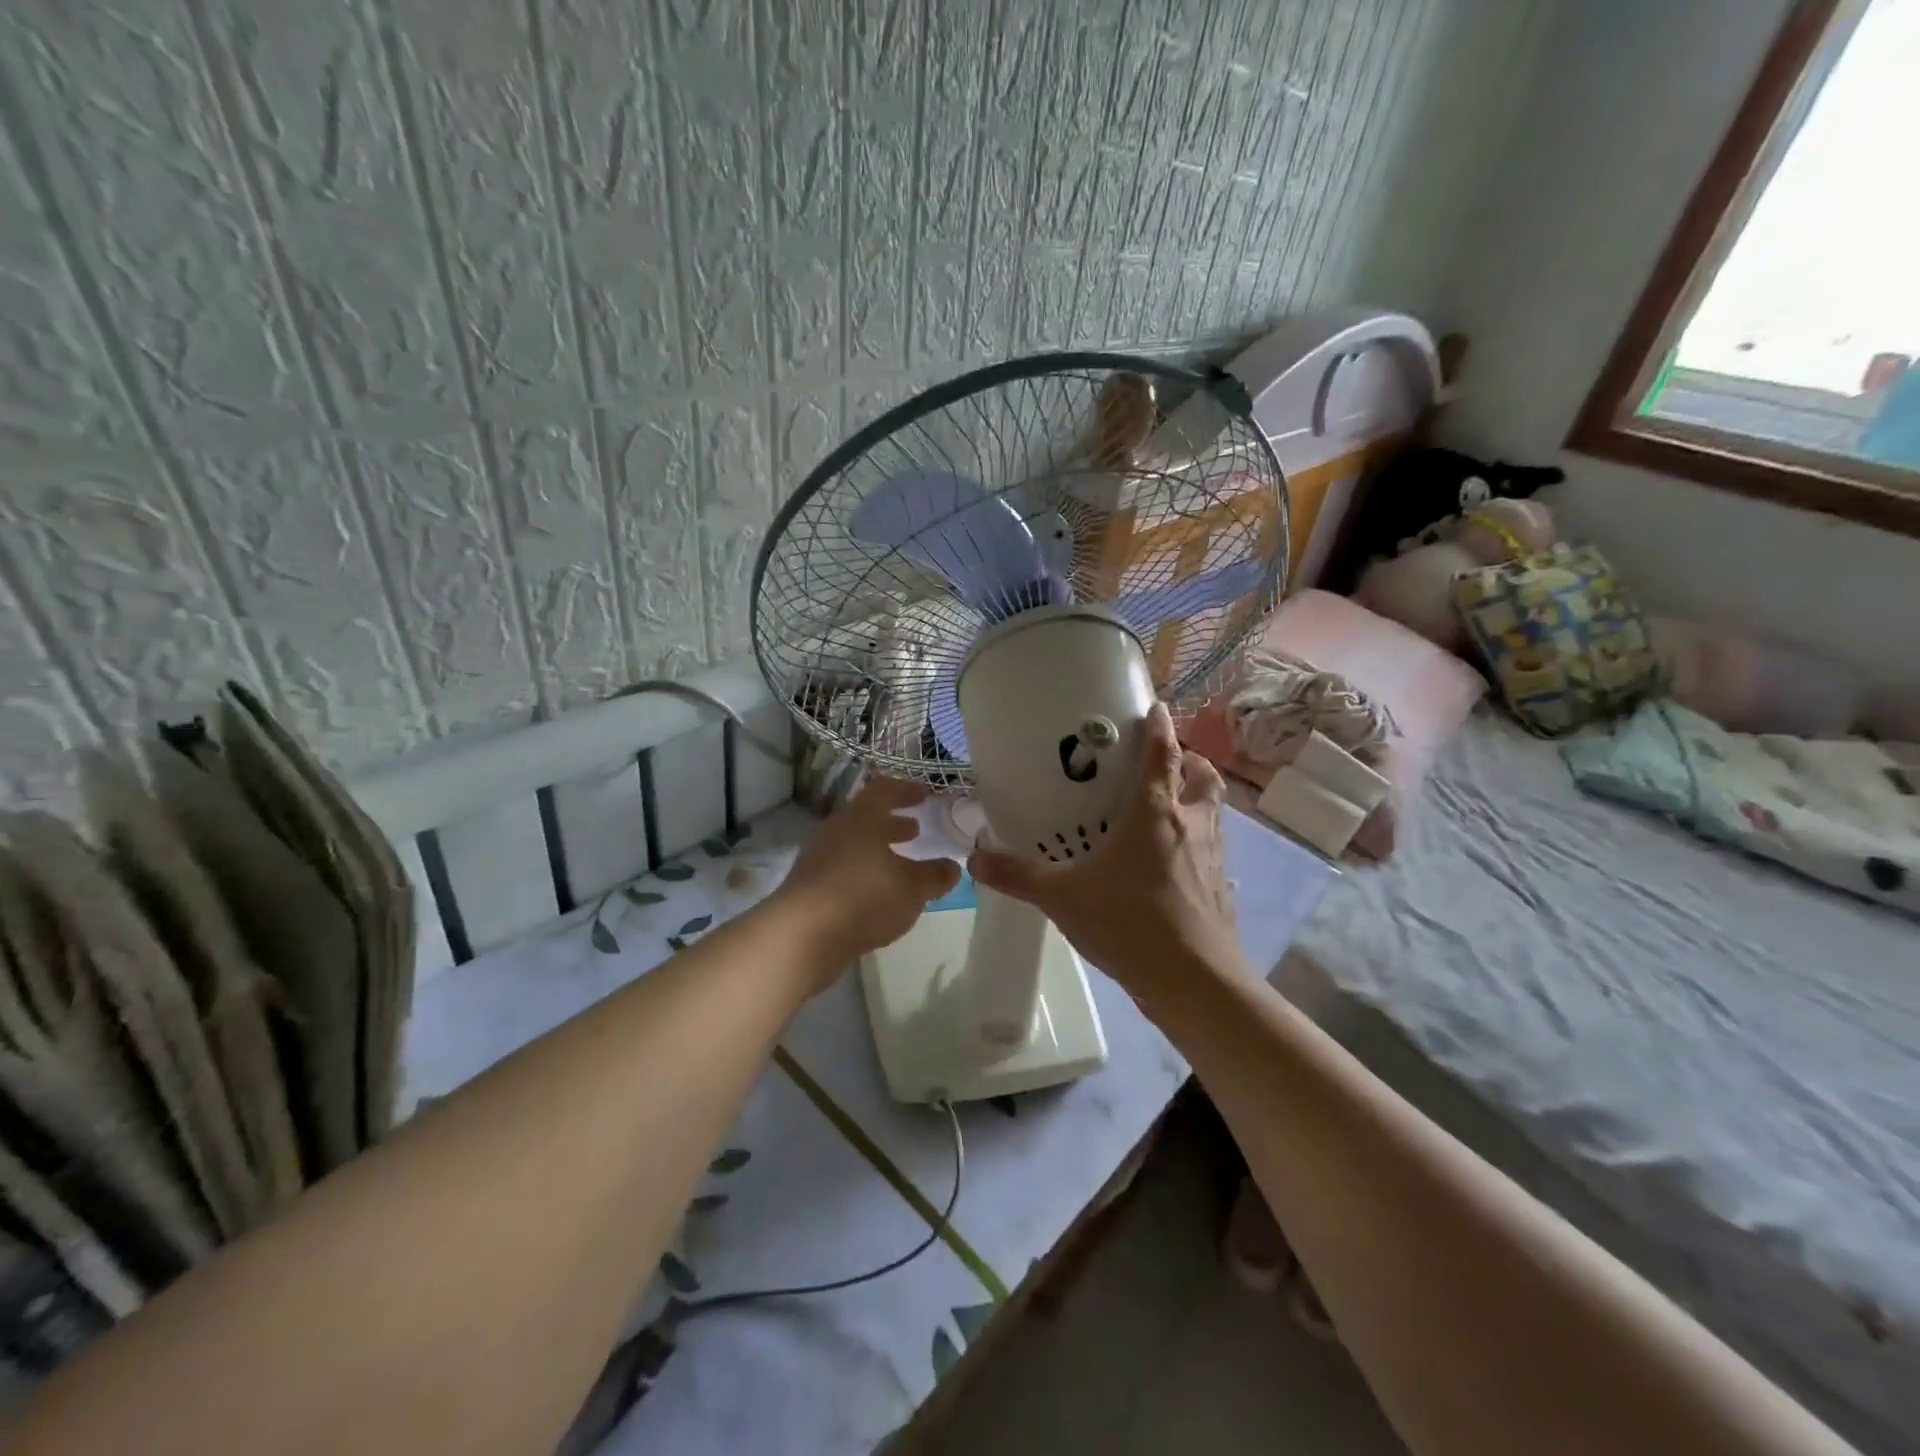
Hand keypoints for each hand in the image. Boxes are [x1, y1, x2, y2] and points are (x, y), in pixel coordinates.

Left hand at [773, 777, 960, 985]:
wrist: (802, 936)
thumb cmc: (864, 897)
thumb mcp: (912, 887)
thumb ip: (934, 876)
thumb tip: (952, 867)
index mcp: (861, 818)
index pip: (884, 791)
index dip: (905, 791)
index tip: (924, 794)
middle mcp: (837, 831)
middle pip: (865, 819)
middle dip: (891, 823)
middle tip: (914, 829)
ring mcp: (818, 860)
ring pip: (853, 846)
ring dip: (877, 851)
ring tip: (899, 865)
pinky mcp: (809, 889)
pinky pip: (842, 871)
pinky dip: (864, 874)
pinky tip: (878, 894)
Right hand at [968, 703, 1243, 1000]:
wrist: (1194, 982)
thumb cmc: (1130, 924)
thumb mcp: (1063, 898)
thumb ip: (1019, 875)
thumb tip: (975, 858)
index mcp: (1155, 812)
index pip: (1162, 753)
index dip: (1158, 726)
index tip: (1153, 707)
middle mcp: (1191, 824)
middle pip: (1202, 775)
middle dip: (1187, 760)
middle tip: (1160, 764)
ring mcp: (1212, 856)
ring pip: (1213, 809)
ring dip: (1195, 798)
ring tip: (1164, 808)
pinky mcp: (1219, 886)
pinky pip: (1212, 847)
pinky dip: (1196, 839)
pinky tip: (1170, 863)